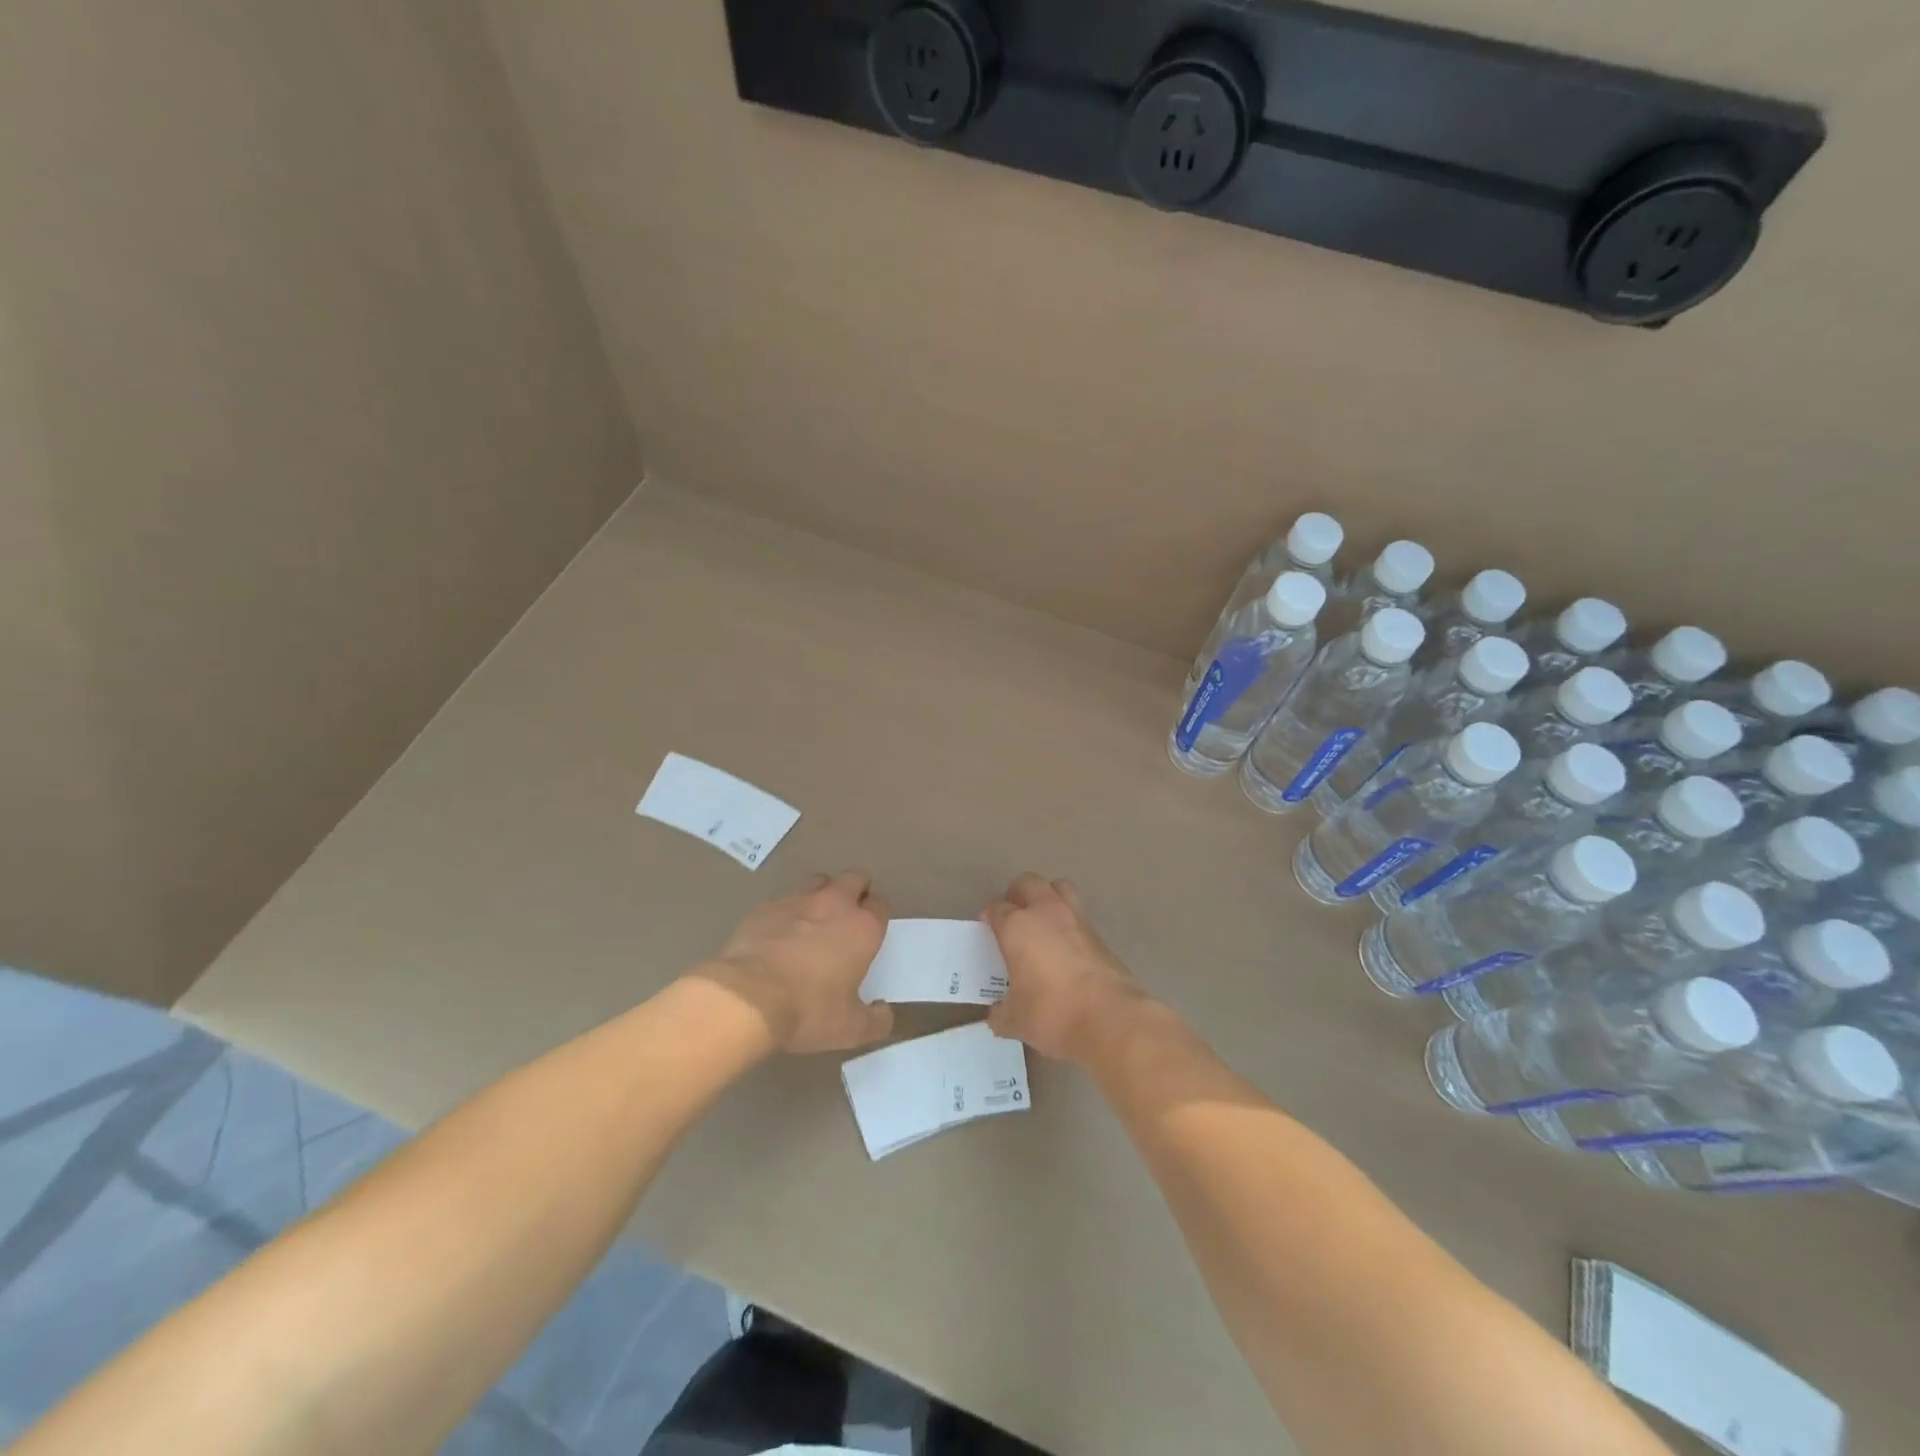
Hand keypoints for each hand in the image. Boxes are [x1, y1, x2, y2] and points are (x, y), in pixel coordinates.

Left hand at [704, 870, 894, 1052]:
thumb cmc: (808, 1010)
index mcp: (863, 928)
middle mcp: (835, 903)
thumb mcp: (850, 1029)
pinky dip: (788, 910)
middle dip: (856, 891)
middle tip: (847, 917)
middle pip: (855, 878)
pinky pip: (785, 898)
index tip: (870, 932)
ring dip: (822, 893)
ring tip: (814, 919)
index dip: (878, 915)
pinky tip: (779, 932)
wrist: (747, 997)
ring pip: (819, 881)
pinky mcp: (766, 905)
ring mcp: (798, 900)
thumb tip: (883, 1011)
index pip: (881, 905)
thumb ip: (875, 1020)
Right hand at [983, 874, 1148, 1061]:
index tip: (987, 929)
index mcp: (1017, 927)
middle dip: (1017, 894)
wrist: (1110, 1018)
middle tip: (1012, 914)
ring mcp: (1077, 919)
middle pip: (1028, 883)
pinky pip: (1079, 914)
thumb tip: (997, 1014)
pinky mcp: (1100, 934)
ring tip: (1042, 920)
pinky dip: (1069, 922)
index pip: (997, 909)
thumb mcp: (1015, 1021)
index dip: (989, 917)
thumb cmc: (1052, 1013)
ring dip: (1048, 896)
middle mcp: (1046, 913)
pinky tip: (1066, 946)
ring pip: (1059, 888)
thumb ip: (1001, 1013)